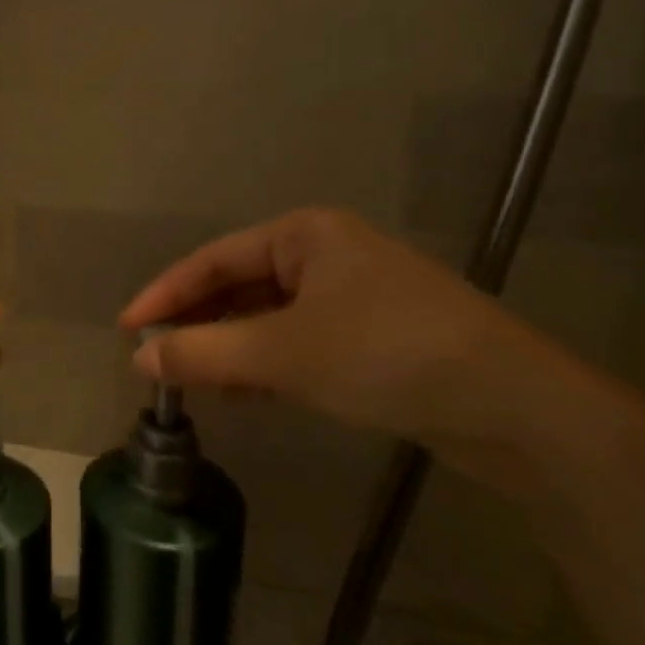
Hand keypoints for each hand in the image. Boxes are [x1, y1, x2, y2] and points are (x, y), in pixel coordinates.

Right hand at [120, 209, 586, 471]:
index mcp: (304, 234)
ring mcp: (353, 296)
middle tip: (157, 360)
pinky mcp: (374, 337)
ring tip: (194, 384)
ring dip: (231, 349)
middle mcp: (325, 254)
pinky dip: (268, 365)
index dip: (165, 294)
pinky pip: (300, 343)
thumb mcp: (284, 353)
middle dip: (199, 325)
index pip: (213, 260)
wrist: (518, 410)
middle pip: (240, 287)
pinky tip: (246, 394)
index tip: (127, 329)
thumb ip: (205, 353)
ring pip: (269, 319)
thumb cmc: (387, 354)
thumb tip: (140, 358)